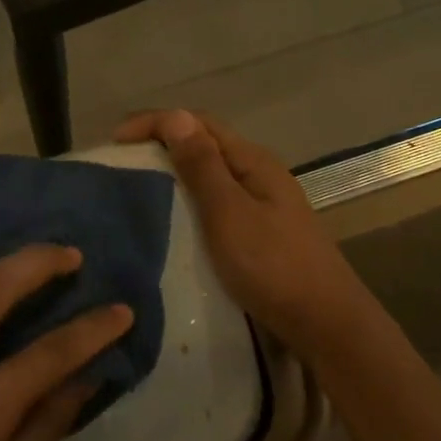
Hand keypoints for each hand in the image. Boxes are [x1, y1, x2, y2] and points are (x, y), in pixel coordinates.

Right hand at [115, 109, 383, 351]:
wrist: (326, 323)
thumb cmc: (273, 265)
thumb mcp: (229, 213)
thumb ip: (202, 166)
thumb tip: (174, 116)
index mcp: (252, 161)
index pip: (198, 123)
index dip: (155, 122)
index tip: (115, 142)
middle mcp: (258, 173)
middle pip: (205, 143)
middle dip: (162, 143)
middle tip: (121, 162)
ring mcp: (263, 203)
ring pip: (210, 173)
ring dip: (174, 171)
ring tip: (139, 187)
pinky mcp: (260, 231)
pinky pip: (216, 201)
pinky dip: (189, 199)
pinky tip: (174, 219)